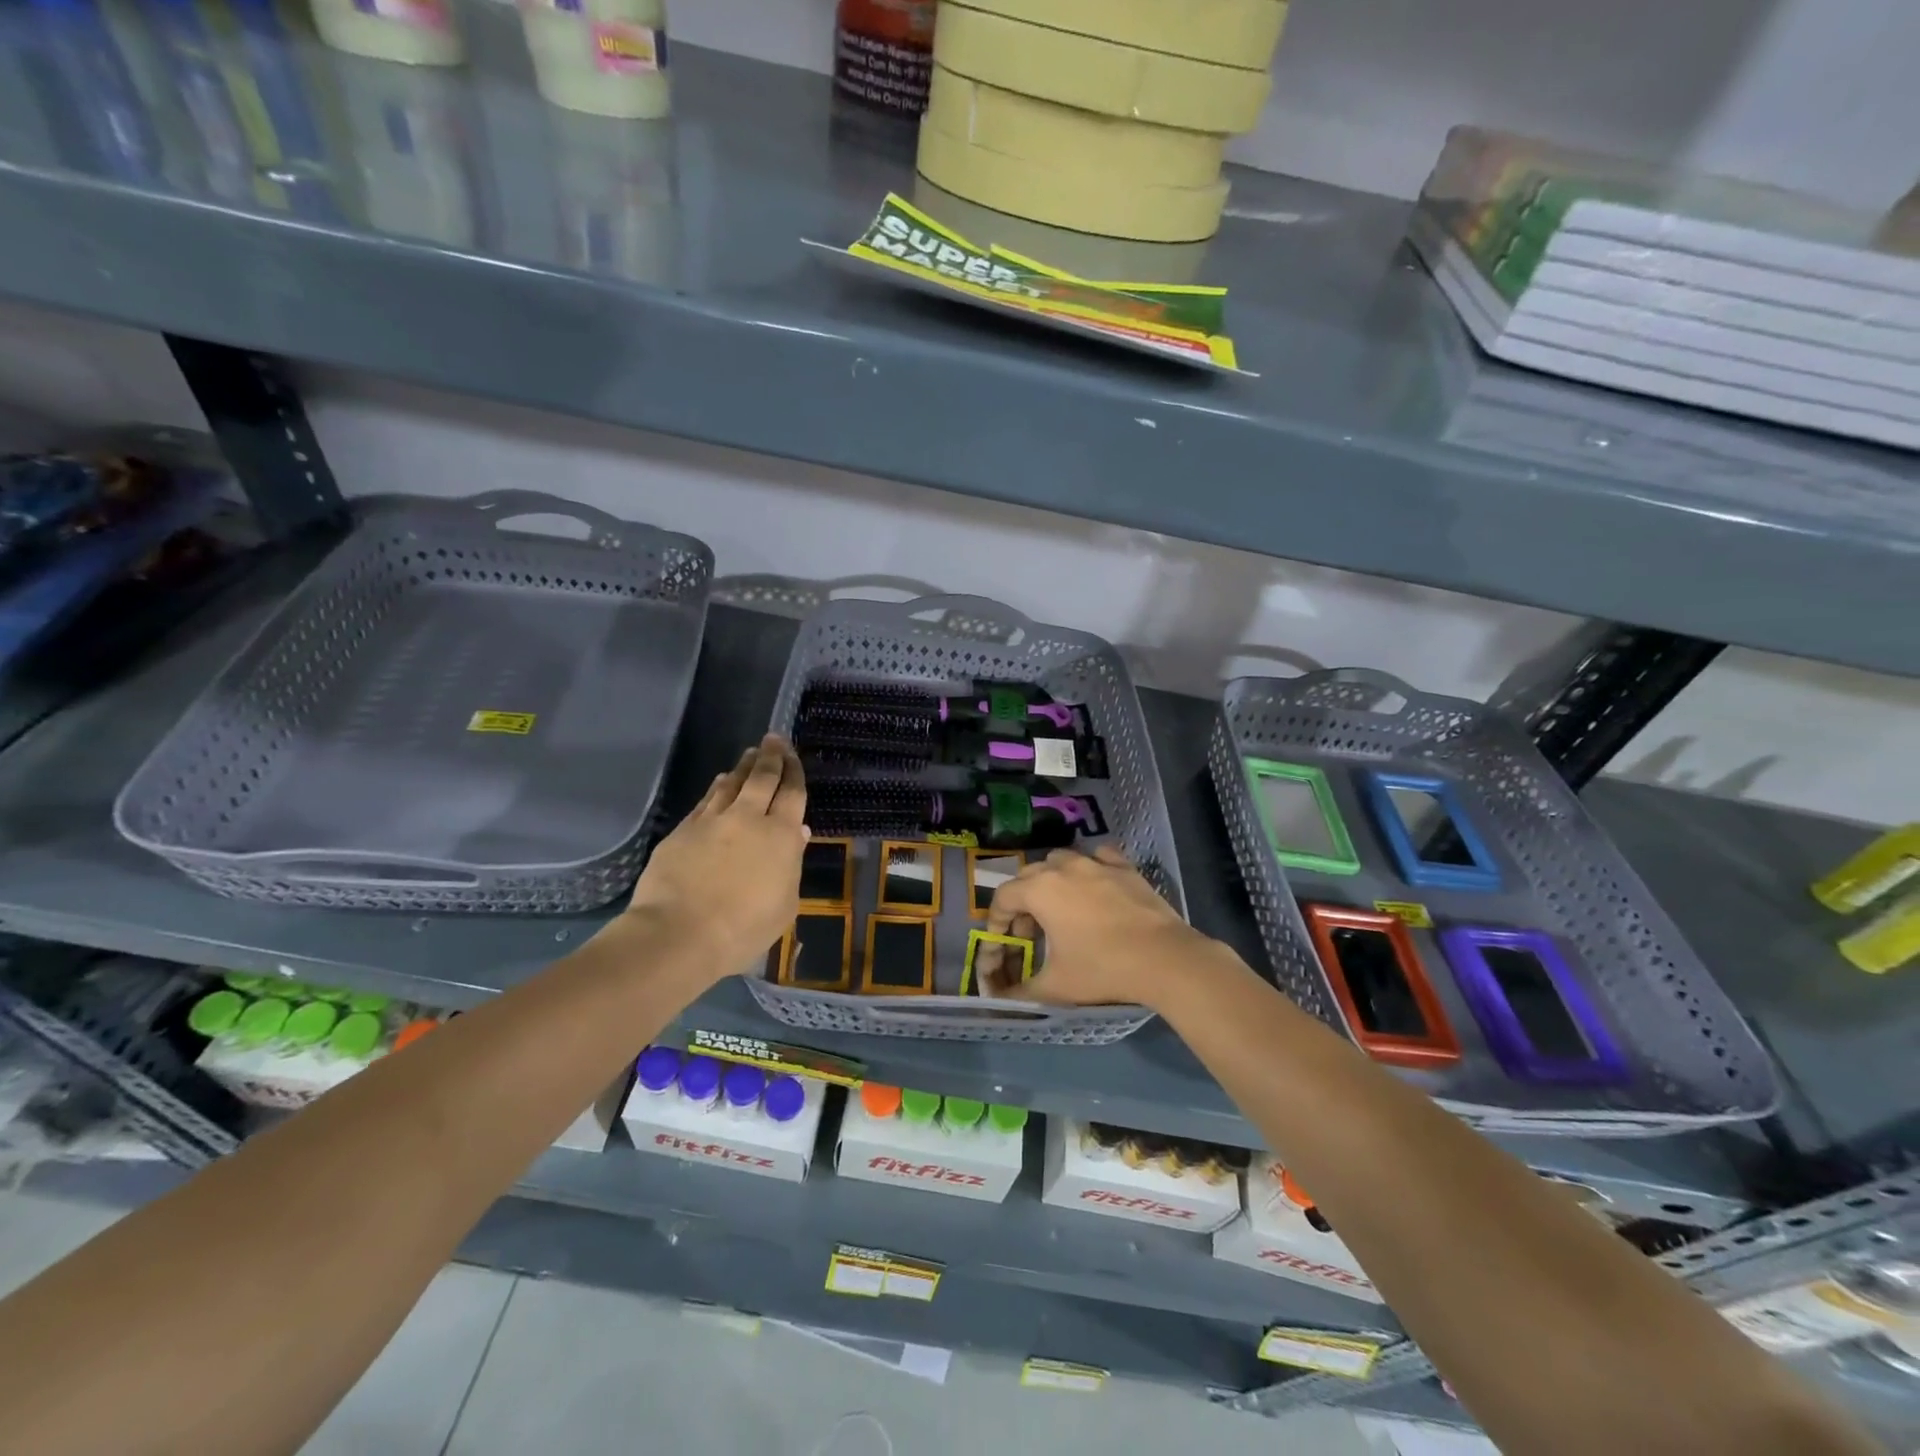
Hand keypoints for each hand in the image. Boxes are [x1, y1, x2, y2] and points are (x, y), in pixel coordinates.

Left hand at [618, 735, 807, 981]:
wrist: (680, 933)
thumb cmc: (743, 929)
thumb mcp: (784, 905)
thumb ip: (792, 865)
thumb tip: (798, 832)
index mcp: (781, 836)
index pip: (792, 793)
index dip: (795, 771)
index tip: (793, 755)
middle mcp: (749, 818)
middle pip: (763, 778)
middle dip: (771, 756)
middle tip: (774, 739)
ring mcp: (713, 820)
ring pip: (732, 783)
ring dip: (744, 766)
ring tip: (750, 754)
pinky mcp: (683, 829)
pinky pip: (706, 799)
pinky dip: (717, 786)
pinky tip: (720, 781)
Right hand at [977, 846, 1224, 1009]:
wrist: (1164, 958)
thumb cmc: (1102, 968)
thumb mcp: (1056, 986)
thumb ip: (1020, 992)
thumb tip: (998, 999)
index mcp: (1040, 890)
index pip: (1003, 897)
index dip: (996, 920)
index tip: (1003, 942)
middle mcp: (1063, 867)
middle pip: (1029, 875)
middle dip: (1022, 901)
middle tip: (1030, 932)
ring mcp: (1096, 863)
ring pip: (1061, 860)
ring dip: (1052, 880)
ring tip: (1060, 908)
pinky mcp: (1124, 867)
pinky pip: (1097, 857)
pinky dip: (1089, 868)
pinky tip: (1094, 886)